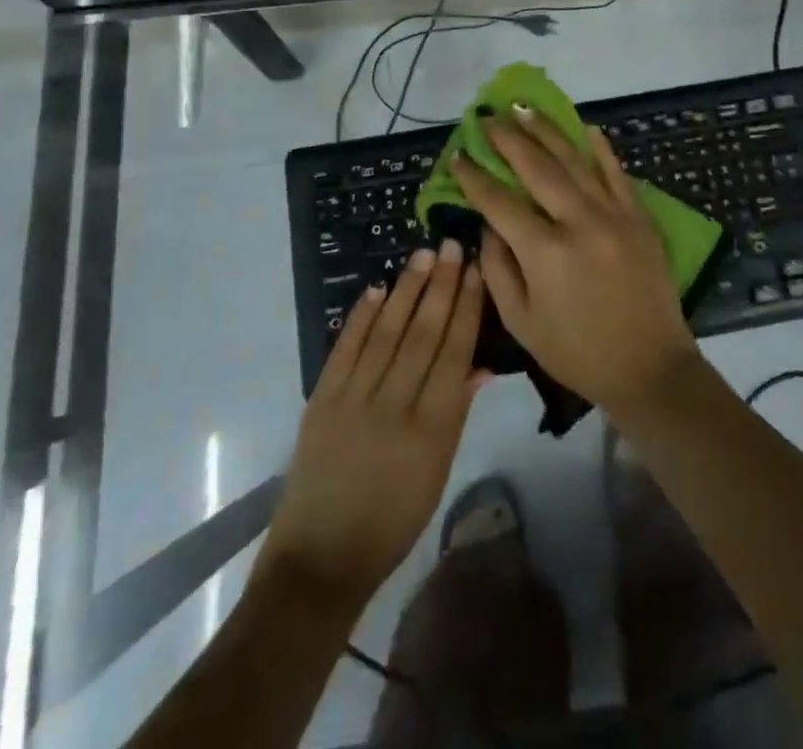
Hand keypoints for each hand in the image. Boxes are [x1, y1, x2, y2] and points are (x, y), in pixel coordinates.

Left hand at [259, 242, 486, 608]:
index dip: (466, 310)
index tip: (476, 273)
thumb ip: (457, 412)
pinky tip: (376, 289)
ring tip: (423, 255)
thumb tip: (480, 362)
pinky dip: (360, 317)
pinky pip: (345, 349)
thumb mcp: (438, 471)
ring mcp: (352, 401)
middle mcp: (393, 407)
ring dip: (406, 290)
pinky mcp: (321, 401)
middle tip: (452, 246)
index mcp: (431, 430)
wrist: (321, 556)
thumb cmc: (393, 519)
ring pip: (386, 333)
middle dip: (441, 287)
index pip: (454, 355)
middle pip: (422, 334)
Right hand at [452, 109, 700, 413]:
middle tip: (488, 117)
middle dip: (508, 139)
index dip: (474, 177)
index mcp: (545, 252)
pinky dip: (601, 148)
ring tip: (524, 108)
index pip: (499, 202)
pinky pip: (617, 172)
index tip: (458, 156)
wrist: (650, 367)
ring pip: (575, 160)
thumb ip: (497, 268)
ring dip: (547, 131)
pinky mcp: (639, 217)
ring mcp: (614, 214)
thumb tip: (488, 224)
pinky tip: (586, 127)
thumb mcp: (521, 322)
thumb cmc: (577, 352)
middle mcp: (579, 222)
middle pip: (536, 167)